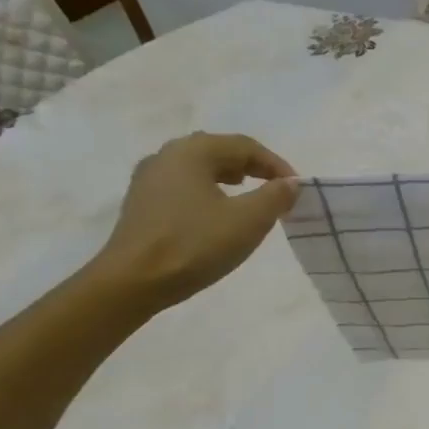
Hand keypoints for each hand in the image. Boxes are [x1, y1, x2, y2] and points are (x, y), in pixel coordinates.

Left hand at [87, 132, 297, 308]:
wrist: (132, 282)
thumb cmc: (194, 244)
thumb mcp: (248, 221)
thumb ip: (275, 196)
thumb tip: (289, 183)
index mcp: (192, 151)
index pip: (245, 145)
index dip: (276, 164)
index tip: (295, 188)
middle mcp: (166, 156)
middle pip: (219, 151)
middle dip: (252, 167)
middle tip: (275, 189)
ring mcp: (148, 179)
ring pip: (199, 168)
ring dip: (229, 178)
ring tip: (248, 197)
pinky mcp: (141, 203)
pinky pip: (183, 186)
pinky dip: (208, 191)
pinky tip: (216, 214)